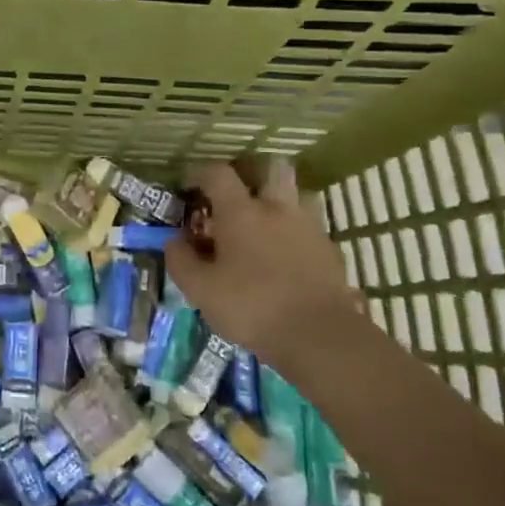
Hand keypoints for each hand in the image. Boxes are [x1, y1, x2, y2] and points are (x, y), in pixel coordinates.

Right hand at [163, 158, 364, 372]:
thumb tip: (174, 240)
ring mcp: (308, 227)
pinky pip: (309, 225)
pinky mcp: (330, 250)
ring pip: (296, 193)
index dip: (200, 173)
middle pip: (270, 168)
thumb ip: (181, 260)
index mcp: (241, 212)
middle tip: (236, 193)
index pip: (217, 173)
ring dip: (279, 199)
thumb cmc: (251, 308)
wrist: (320, 337)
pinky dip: (295, 229)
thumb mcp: (199, 289)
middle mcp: (277, 209)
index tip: (189, 185)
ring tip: (264, 221)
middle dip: (251, 172)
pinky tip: (285, 253)